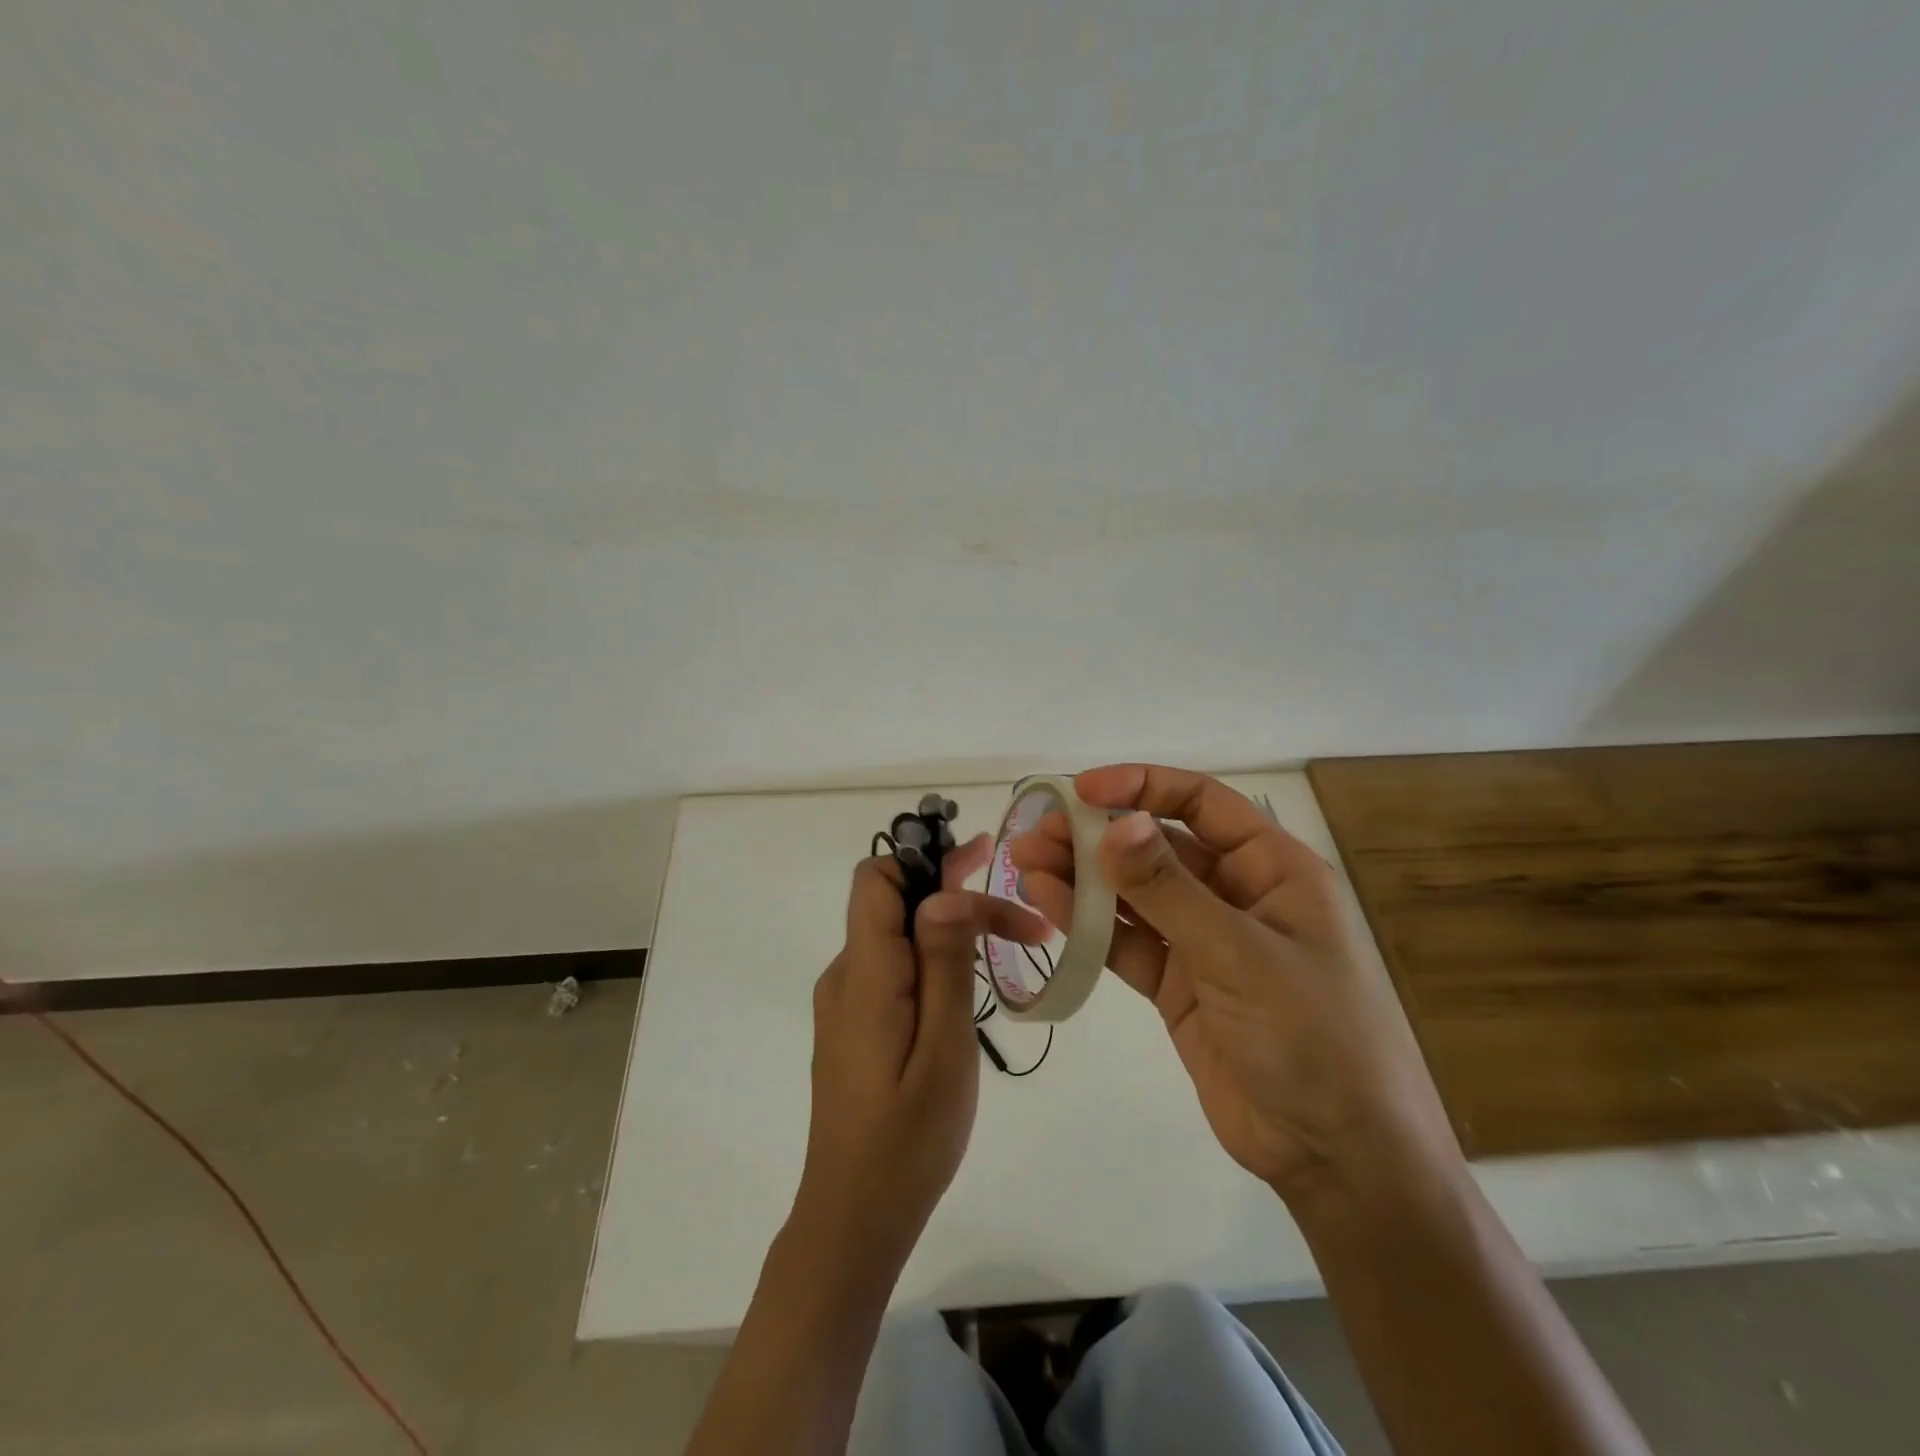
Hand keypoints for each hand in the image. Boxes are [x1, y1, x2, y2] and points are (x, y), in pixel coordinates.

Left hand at [792, 834, 1048, 1264]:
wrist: (853, 1219)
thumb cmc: (907, 1141)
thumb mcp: (943, 1050)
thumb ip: (943, 964)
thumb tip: (943, 890)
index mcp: (864, 974)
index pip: (876, 879)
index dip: (924, 860)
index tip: (982, 863)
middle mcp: (846, 976)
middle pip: (894, 904)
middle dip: (955, 897)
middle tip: (1022, 920)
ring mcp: (846, 1002)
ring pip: (898, 937)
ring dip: (950, 932)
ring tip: (1011, 950)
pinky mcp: (855, 1025)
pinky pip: (893, 969)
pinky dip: (933, 961)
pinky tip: (968, 994)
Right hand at [1011, 764, 1458, 1210]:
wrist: (1339, 1158)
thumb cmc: (1315, 1038)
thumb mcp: (1240, 955)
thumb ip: (1170, 890)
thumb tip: (1115, 824)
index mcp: (1272, 869)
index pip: (1200, 803)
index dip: (1140, 787)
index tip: (1080, 791)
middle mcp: (1236, 894)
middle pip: (1157, 846)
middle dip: (1096, 836)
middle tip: (1036, 834)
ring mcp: (1204, 942)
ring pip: (1135, 894)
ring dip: (1083, 878)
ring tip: (1026, 865)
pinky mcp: (1178, 984)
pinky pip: (1127, 942)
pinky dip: (1089, 924)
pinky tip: (1049, 905)